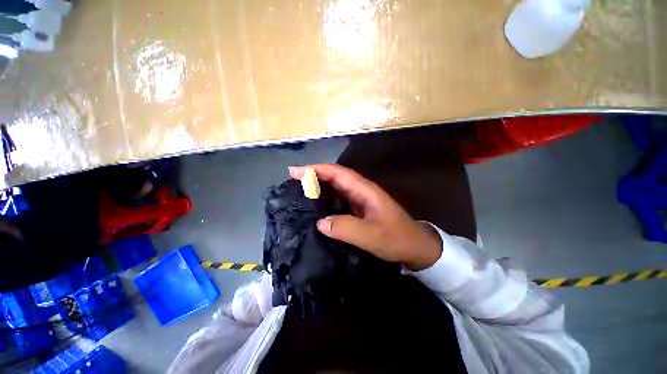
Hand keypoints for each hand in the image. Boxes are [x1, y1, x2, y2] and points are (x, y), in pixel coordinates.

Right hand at [289, 164, 441, 270]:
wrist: (415, 247)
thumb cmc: (397, 239)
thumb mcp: (373, 236)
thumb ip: (347, 229)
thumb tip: (320, 223)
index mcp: (364, 190)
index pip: (337, 173)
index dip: (316, 170)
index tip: (295, 172)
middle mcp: (361, 190)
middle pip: (335, 177)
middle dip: (314, 176)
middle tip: (292, 182)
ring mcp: (360, 199)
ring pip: (336, 188)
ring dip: (319, 187)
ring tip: (299, 193)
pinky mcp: (359, 209)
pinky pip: (339, 200)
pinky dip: (326, 200)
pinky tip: (316, 208)